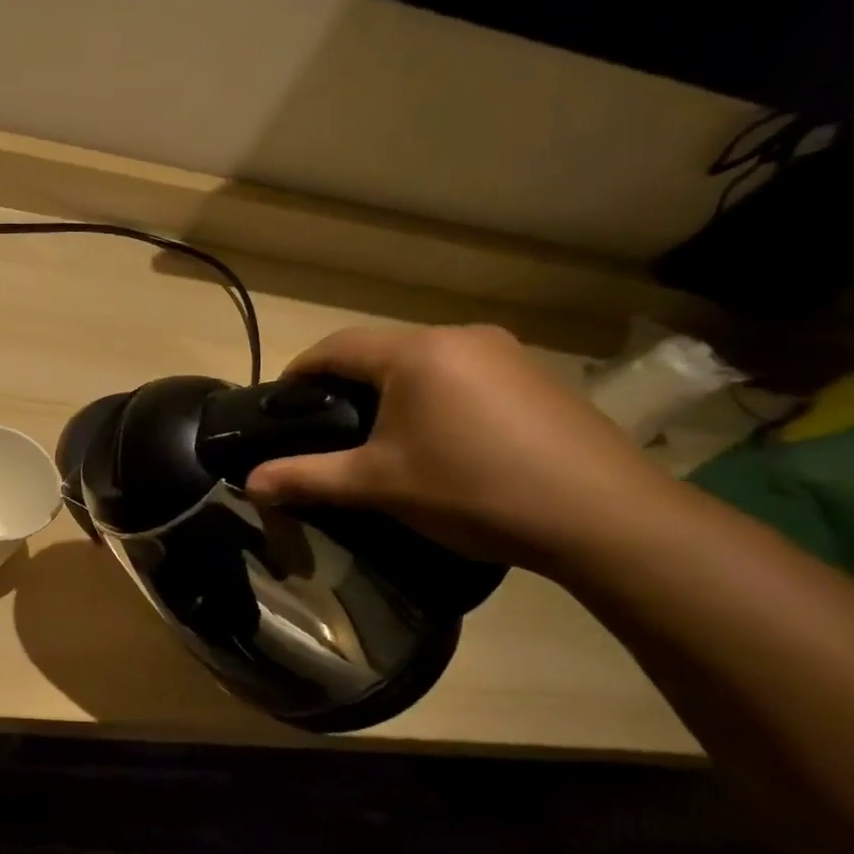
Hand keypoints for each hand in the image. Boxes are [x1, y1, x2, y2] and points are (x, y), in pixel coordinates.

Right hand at [244, 324, 677, 567]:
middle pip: (379, 351)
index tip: (280, 405)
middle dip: (344, 384)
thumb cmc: (473, 490)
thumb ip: (306, 478)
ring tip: (378, 436)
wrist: (603, 517)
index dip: (300, 372)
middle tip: (325, 427)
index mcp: (415, 353)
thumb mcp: (378, 485)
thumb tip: (249, 483)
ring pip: (423, 363)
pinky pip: (462, 375)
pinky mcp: (536, 377)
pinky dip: (433, 397)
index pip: (335, 347)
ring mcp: (505, 353)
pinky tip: (438, 439)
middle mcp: (459, 337)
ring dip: (390, 390)